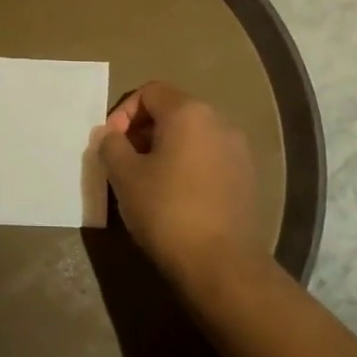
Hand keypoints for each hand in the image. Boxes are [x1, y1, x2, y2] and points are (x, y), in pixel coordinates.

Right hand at [99, 81, 266, 294]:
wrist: (221, 264)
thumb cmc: (167, 210)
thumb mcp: (125, 176)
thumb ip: (111, 146)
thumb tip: (109, 135)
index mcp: (189, 112)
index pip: (150, 92)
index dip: (124, 112)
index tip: (112, 143)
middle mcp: (219, 122)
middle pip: (173, 111)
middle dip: (143, 131)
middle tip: (124, 162)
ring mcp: (238, 150)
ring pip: (192, 136)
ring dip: (165, 149)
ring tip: (146, 181)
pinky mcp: (246, 178)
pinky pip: (208, 158)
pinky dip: (187, 166)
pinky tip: (174, 197)